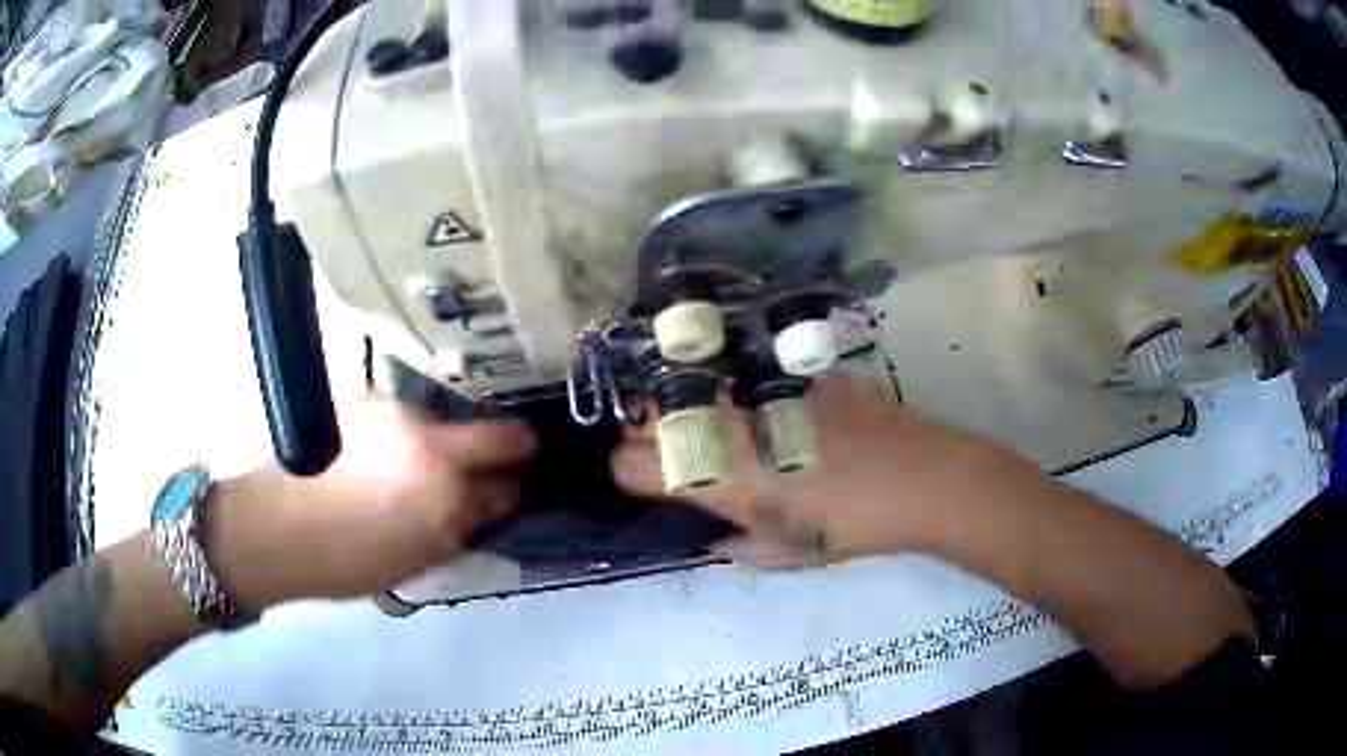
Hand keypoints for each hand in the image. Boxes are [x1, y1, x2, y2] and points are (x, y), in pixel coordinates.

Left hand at [207, 396, 535, 609]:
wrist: (273, 526)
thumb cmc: (343, 562)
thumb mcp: (415, 562)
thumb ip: (459, 532)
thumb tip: (488, 510)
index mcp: (445, 498)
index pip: (510, 489)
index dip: (521, 492)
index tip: (524, 491)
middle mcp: (429, 443)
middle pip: (500, 434)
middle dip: (515, 448)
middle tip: (512, 459)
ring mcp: (397, 413)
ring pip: (448, 421)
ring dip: (449, 440)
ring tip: (422, 463)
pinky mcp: (367, 396)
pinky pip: (406, 415)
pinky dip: (408, 432)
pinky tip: (384, 450)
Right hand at [611, 376, 1046, 565]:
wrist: (923, 480)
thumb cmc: (853, 529)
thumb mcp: (790, 553)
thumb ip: (740, 546)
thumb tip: (715, 536)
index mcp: (720, 481)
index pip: (633, 465)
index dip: (627, 470)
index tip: (641, 478)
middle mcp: (728, 430)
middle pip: (652, 421)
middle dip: (648, 437)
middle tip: (669, 453)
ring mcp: (760, 395)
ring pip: (695, 393)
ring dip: (690, 411)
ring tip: (712, 429)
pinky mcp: (794, 373)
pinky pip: (749, 380)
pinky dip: (743, 394)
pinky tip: (767, 406)